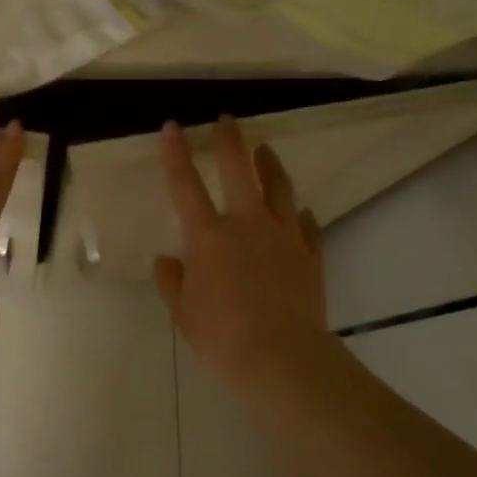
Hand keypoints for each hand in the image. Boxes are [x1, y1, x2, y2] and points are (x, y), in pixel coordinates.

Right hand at [155, 117, 328, 390]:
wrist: (282, 358)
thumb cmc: (222, 337)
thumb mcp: (184, 313)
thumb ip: (172, 282)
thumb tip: (167, 261)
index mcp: (208, 236)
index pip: (186, 184)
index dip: (176, 153)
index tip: (173, 126)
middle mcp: (247, 224)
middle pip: (238, 169)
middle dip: (231, 140)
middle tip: (228, 119)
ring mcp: (283, 236)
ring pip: (279, 187)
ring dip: (270, 165)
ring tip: (266, 150)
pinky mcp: (310, 254)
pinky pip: (307, 225)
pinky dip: (301, 214)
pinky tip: (301, 211)